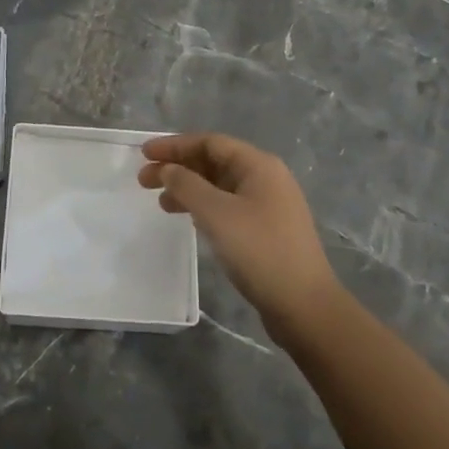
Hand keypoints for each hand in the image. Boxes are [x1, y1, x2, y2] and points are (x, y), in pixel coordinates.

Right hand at [138, 133, 341, 339]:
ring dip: (188, 189)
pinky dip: (204, 207)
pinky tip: (189, 220)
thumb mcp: (216, 213)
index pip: (210, 142)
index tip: (144, 154)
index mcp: (258, 165)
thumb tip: (167, 169)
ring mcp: (268, 205)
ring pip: (220, 186)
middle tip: (144, 181)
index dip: (174, 145)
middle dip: (178, 167)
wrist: (304, 305)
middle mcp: (266, 178)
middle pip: (214, 161)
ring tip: (161, 203)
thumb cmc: (259, 251)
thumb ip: (186, 185)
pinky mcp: (266, 229)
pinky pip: (228, 205)